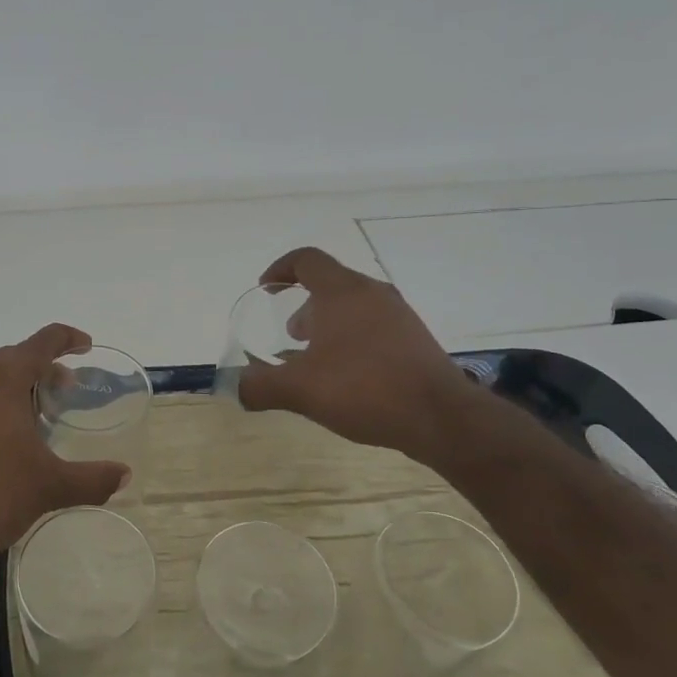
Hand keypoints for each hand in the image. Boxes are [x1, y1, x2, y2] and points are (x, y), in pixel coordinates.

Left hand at [0, 324, 129, 567]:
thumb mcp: (50, 487)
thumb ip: (92, 478)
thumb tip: (124, 474)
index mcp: (2, 378)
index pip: (43, 342)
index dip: (68, 339)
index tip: (86, 346)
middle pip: (13, 356)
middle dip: (41, 367)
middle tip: (63, 389)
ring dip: (11, 384)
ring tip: (29, 414)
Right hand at [237, 247, 476, 458]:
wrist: (440, 417)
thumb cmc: (364, 389)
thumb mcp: (300, 391)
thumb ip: (260, 386)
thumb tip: (235, 386)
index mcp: (341, 292)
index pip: (307, 259)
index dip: (281, 269)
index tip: (266, 290)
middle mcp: (372, 293)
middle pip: (330, 282)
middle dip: (304, 304)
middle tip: (290, 335)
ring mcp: (399, 314)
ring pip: (354, 305)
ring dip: (328, 323)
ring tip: (316, 358)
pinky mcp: (415, 338)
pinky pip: (374, 325)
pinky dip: (352, 337)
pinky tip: (348, 375)